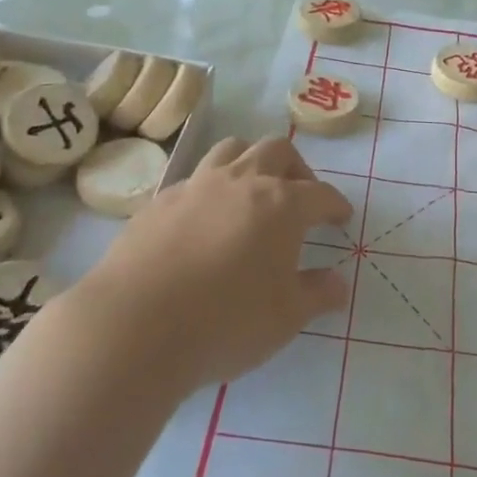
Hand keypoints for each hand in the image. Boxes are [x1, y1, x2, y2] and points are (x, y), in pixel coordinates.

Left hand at [91, 137, 352, 389]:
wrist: (135, 327)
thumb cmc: (226, 322)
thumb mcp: (285, 318)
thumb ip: (317, 294)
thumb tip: (339, 283)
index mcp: (281, 204)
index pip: (320, 194)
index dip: (335, 204)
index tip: (341, 217)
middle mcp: (242, 182)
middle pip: (277, 151)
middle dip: (296, 169)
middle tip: (299, 197)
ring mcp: (197, 186)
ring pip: (232, 150)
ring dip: (250, 162)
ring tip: (252, 192)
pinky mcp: (159, 201)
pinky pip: (195, 179)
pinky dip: (211, 190)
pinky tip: (205, 221)